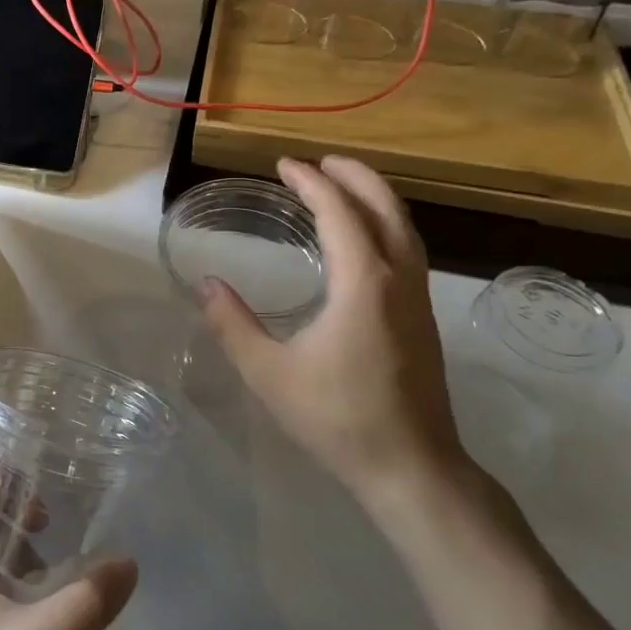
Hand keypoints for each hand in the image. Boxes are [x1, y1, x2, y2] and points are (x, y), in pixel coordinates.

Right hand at [198, 156, 462, 501]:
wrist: (412, 468)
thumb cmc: (337, 418)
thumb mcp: (269, 373)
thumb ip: (233, 325)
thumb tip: (207, 284)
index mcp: (364, 284)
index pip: (340, 213)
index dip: (312, 183)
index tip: (284, 165)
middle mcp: (399, 280)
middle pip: (385, 208)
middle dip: (353, 176)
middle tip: (318, 161)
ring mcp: (418, 299)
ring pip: (404, 228)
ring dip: (373, 197)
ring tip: (342, 185)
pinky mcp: (423, 318)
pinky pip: (408, 249)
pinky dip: (384, 224)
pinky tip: (363, 240)